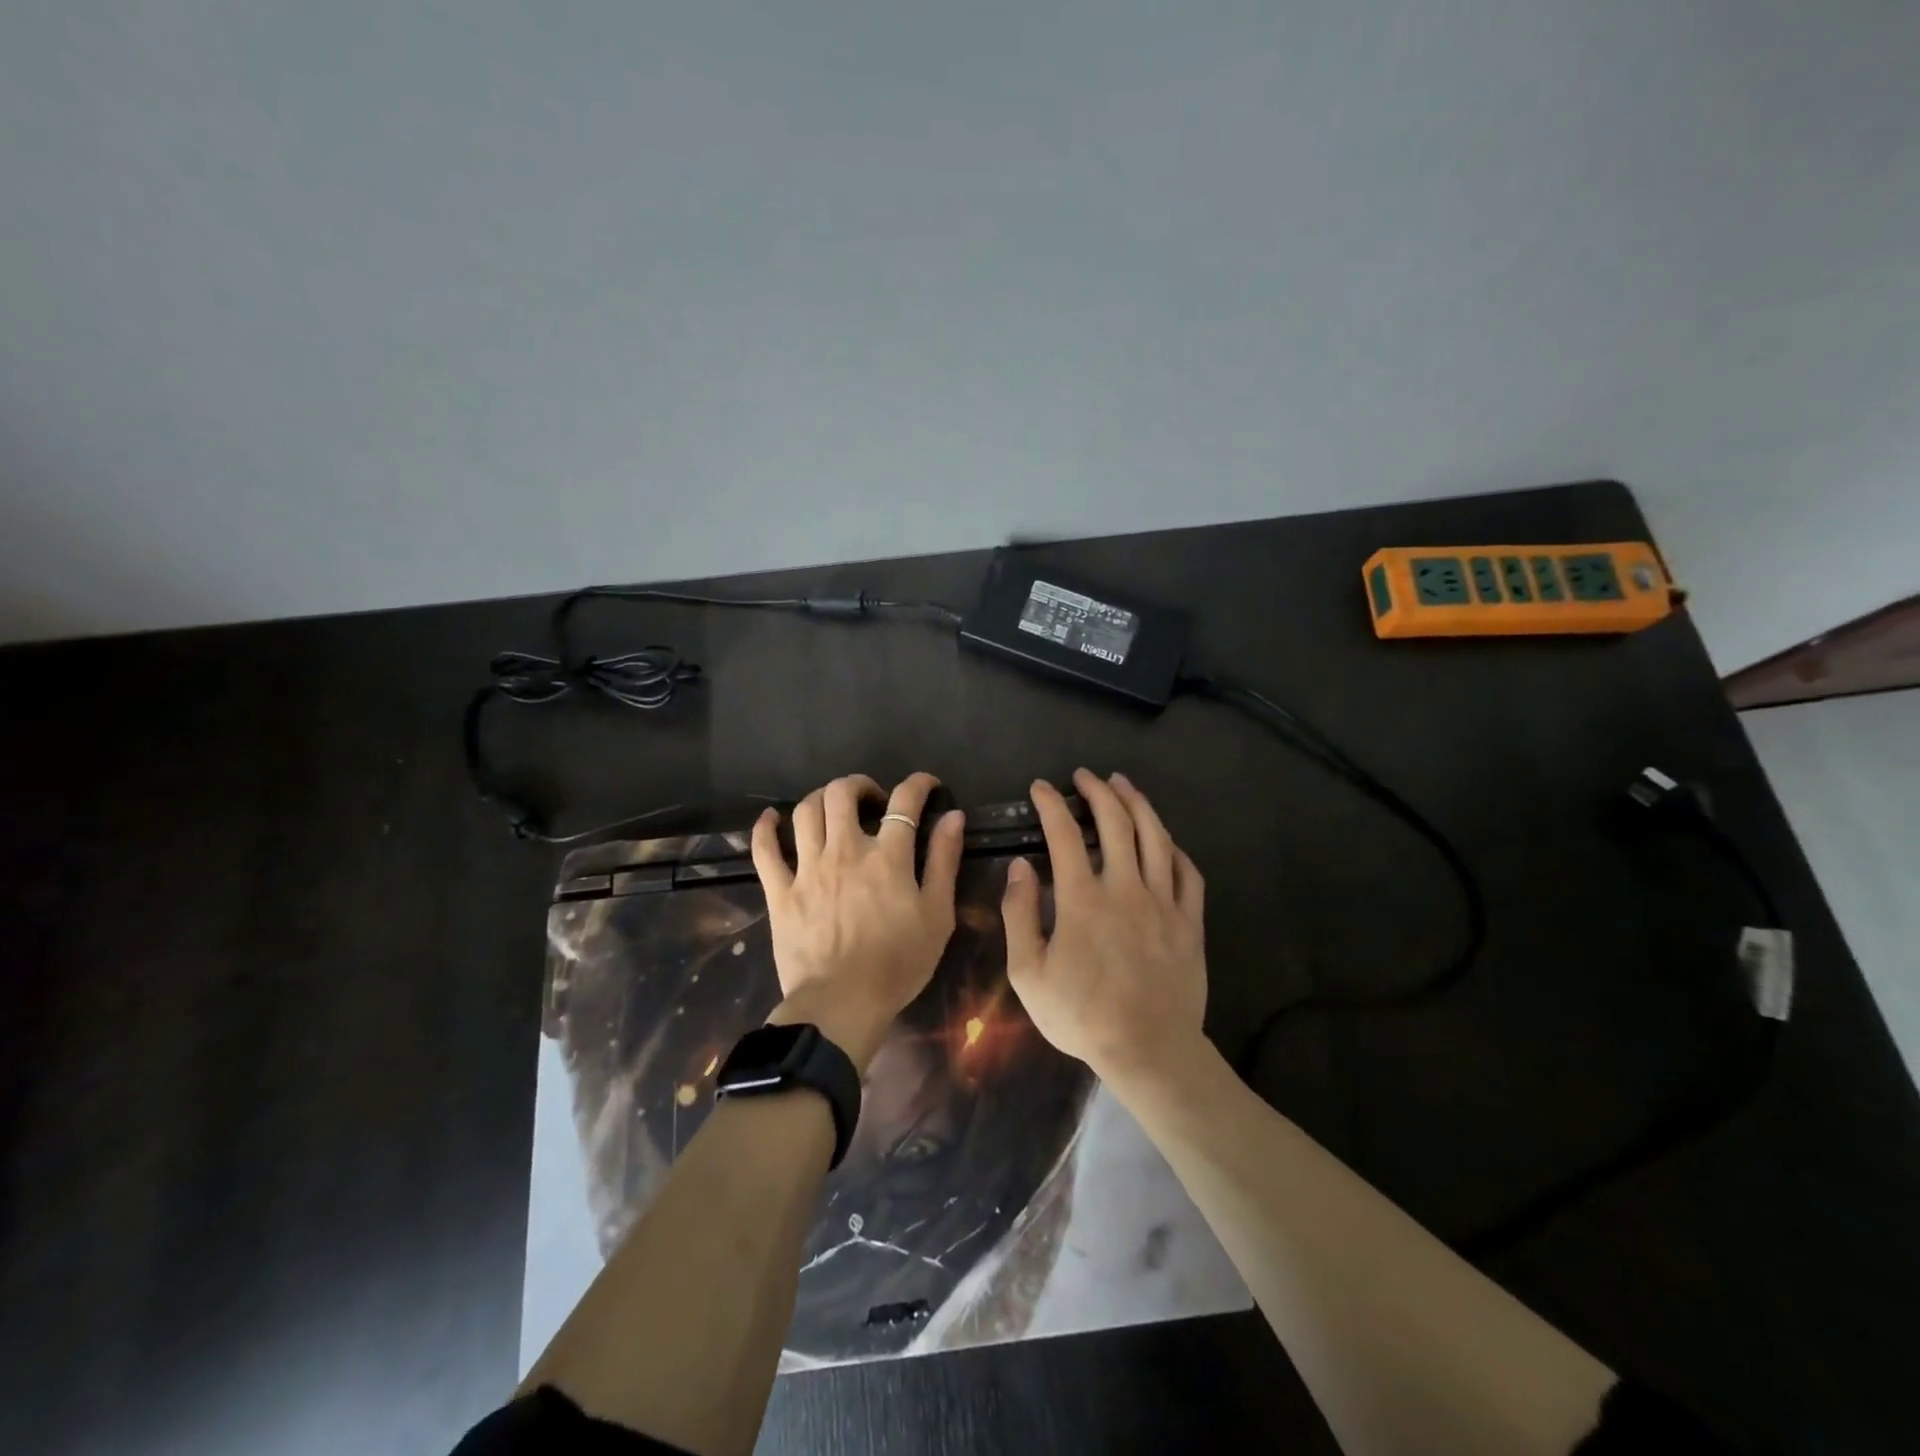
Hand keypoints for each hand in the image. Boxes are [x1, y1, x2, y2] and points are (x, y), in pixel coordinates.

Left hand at [749, 772, 964, 1072]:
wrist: (842, 1005)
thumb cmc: (898, 964)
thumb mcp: (937, 915)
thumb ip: (944, 862)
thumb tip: (952, 816)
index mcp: (887, 857)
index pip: (904, 801)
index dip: (918, 784)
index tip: (926, 785)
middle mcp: (845, 851)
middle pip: (843, 794)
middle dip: (860, 785)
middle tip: (872, 799)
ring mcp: (807, 869)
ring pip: (806, 812)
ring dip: (821, 798)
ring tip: (833, 808)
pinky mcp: (780, 891)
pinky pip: (765, 849)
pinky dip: (765, 828)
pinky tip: (771, 818)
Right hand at [1002, 769, 1207, 1084]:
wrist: (1148, 1050)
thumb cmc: (1081, 1015)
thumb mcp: (1028, 973)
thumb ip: (1019, 914)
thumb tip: (1020, 867)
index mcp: (1083, 898)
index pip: (1064, 834)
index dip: (1050, 804)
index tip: (1040, 787)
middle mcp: (1125, 887)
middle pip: (1116, 822)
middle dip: (1098, 791)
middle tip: (1085, 776)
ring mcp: (1163, 902)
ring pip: (1155, 837)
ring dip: (1138, 804)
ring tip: (1124, 785)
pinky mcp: (1190, 921)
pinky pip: (1188, 872)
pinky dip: (1174, 848)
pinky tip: (1165, 839)